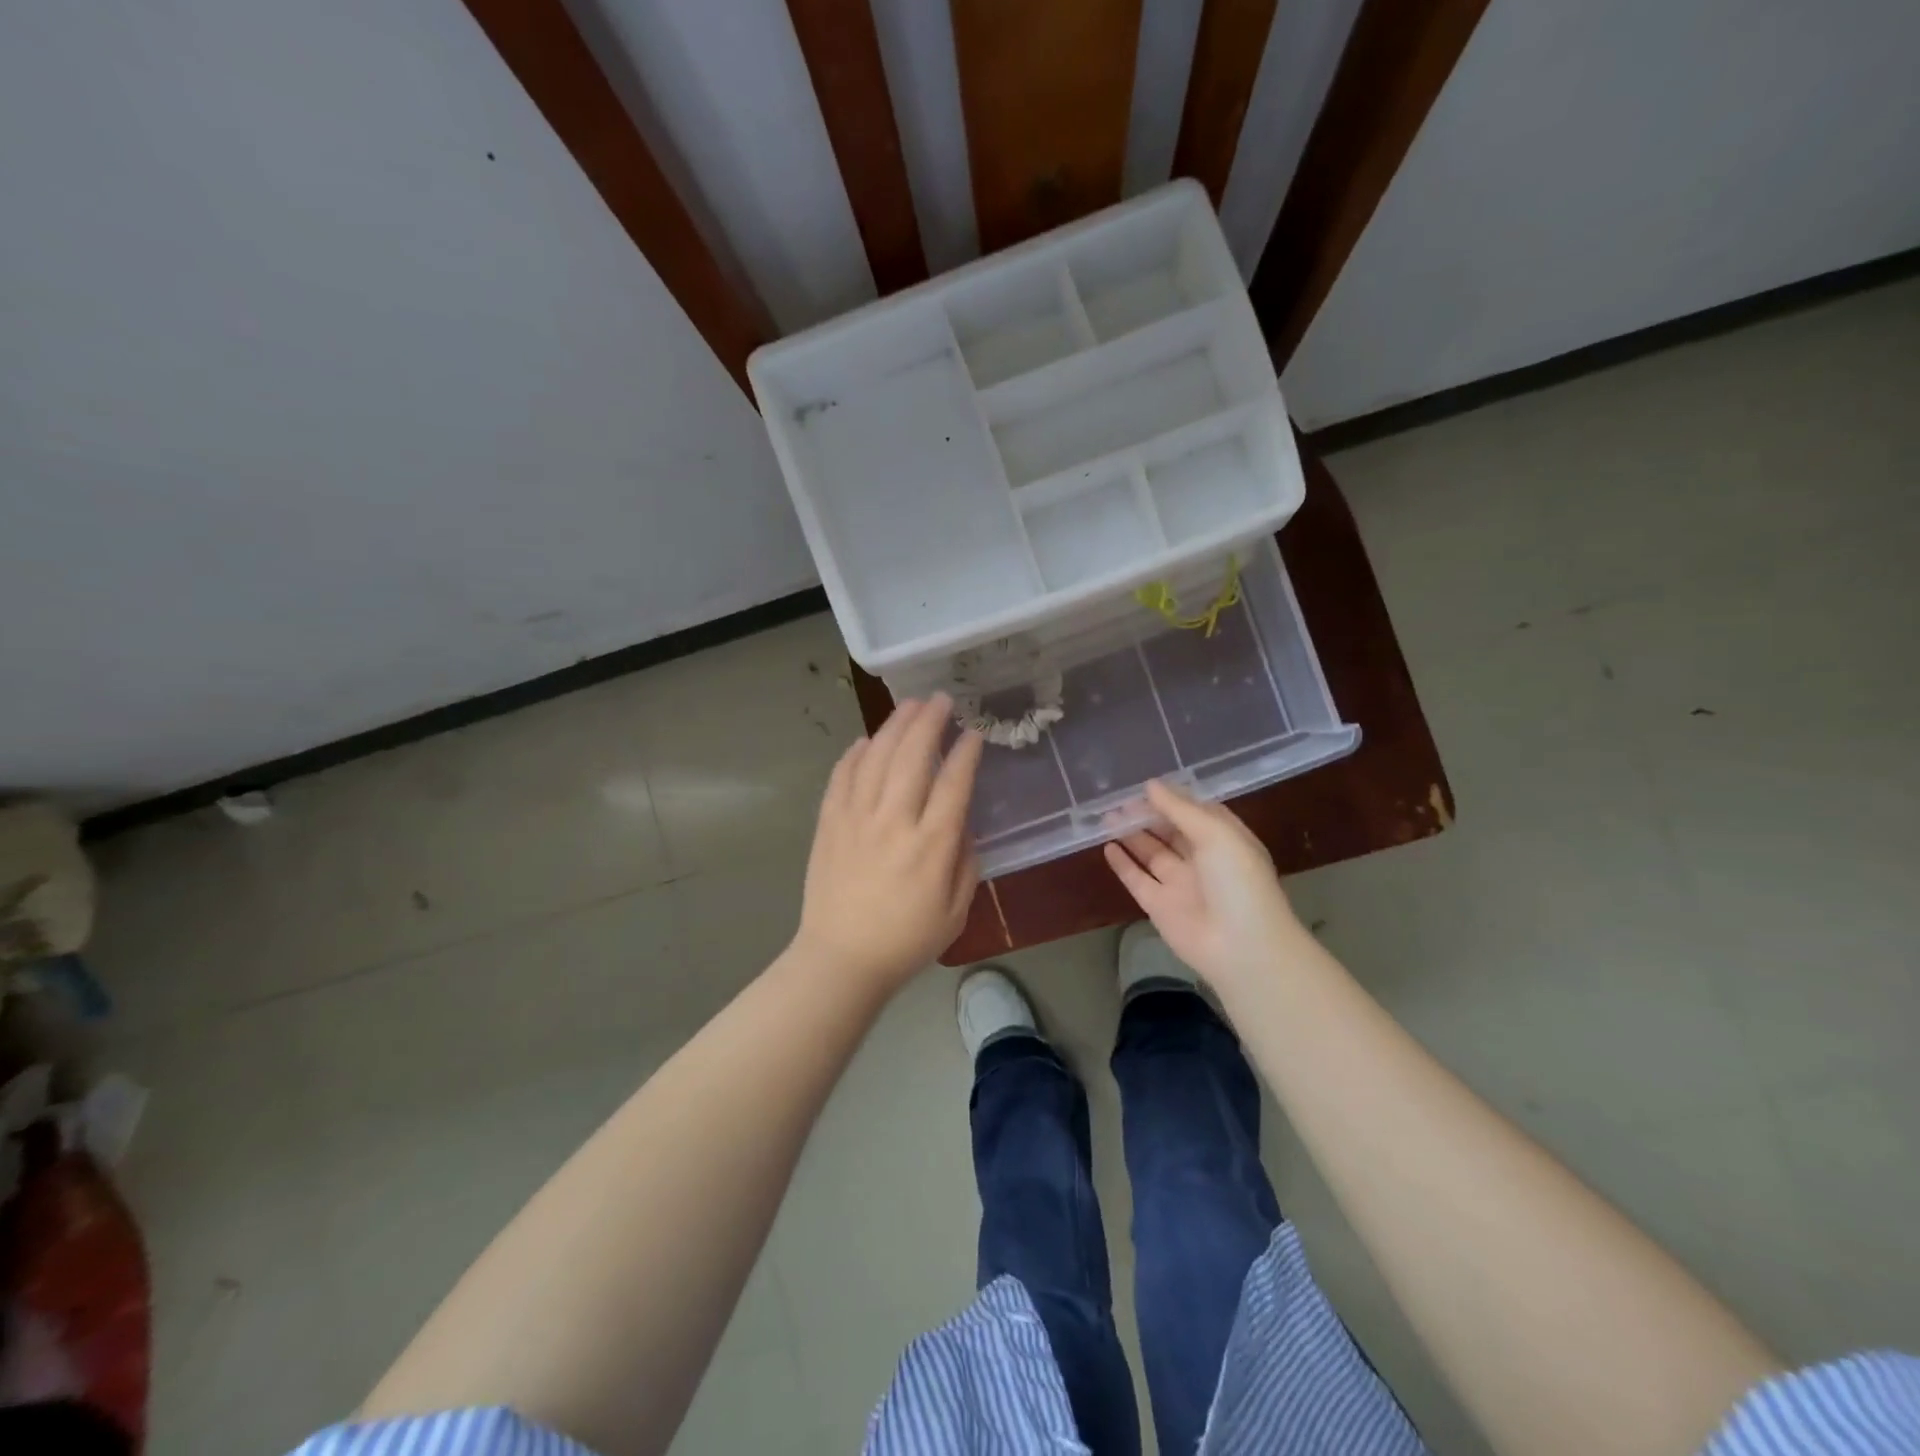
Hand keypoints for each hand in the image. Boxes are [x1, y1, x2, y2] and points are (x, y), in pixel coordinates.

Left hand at [794, 695, 984, 992]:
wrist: (841, 959)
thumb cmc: (906, 941)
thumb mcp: (956, 910)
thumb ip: (965, 861)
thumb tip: (961, 822)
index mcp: (931, 844)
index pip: (954, 782)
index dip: (966, 752)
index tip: (974, 732)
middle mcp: (894, 821)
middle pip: (913, 755)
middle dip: (930, 721)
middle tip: (941, 699)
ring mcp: (856, 818)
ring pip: (877, 756)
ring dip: (895, 725)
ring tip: (910, 705)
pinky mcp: (829, 822)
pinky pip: (842, 775)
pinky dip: (855, 753)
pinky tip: (867, 740)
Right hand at [1104, 779, 1302, 991]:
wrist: (1242, 946)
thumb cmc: (1237, 881)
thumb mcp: (1216, 833)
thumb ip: (1180, 808)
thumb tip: (1150, 785)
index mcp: (1224, 839)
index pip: (1195, 812)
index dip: (1171, 799)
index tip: (1144, 786)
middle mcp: (1202, 859)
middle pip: (1169, 831)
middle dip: (1146, 815)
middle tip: (1118, 801)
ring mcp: (1179, 883)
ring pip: (1150, 852)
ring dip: (1131, 834)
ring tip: (1107, 817)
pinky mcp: (1159, 906)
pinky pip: (1137, 879)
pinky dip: (1122, 864)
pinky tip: (1107, 846)